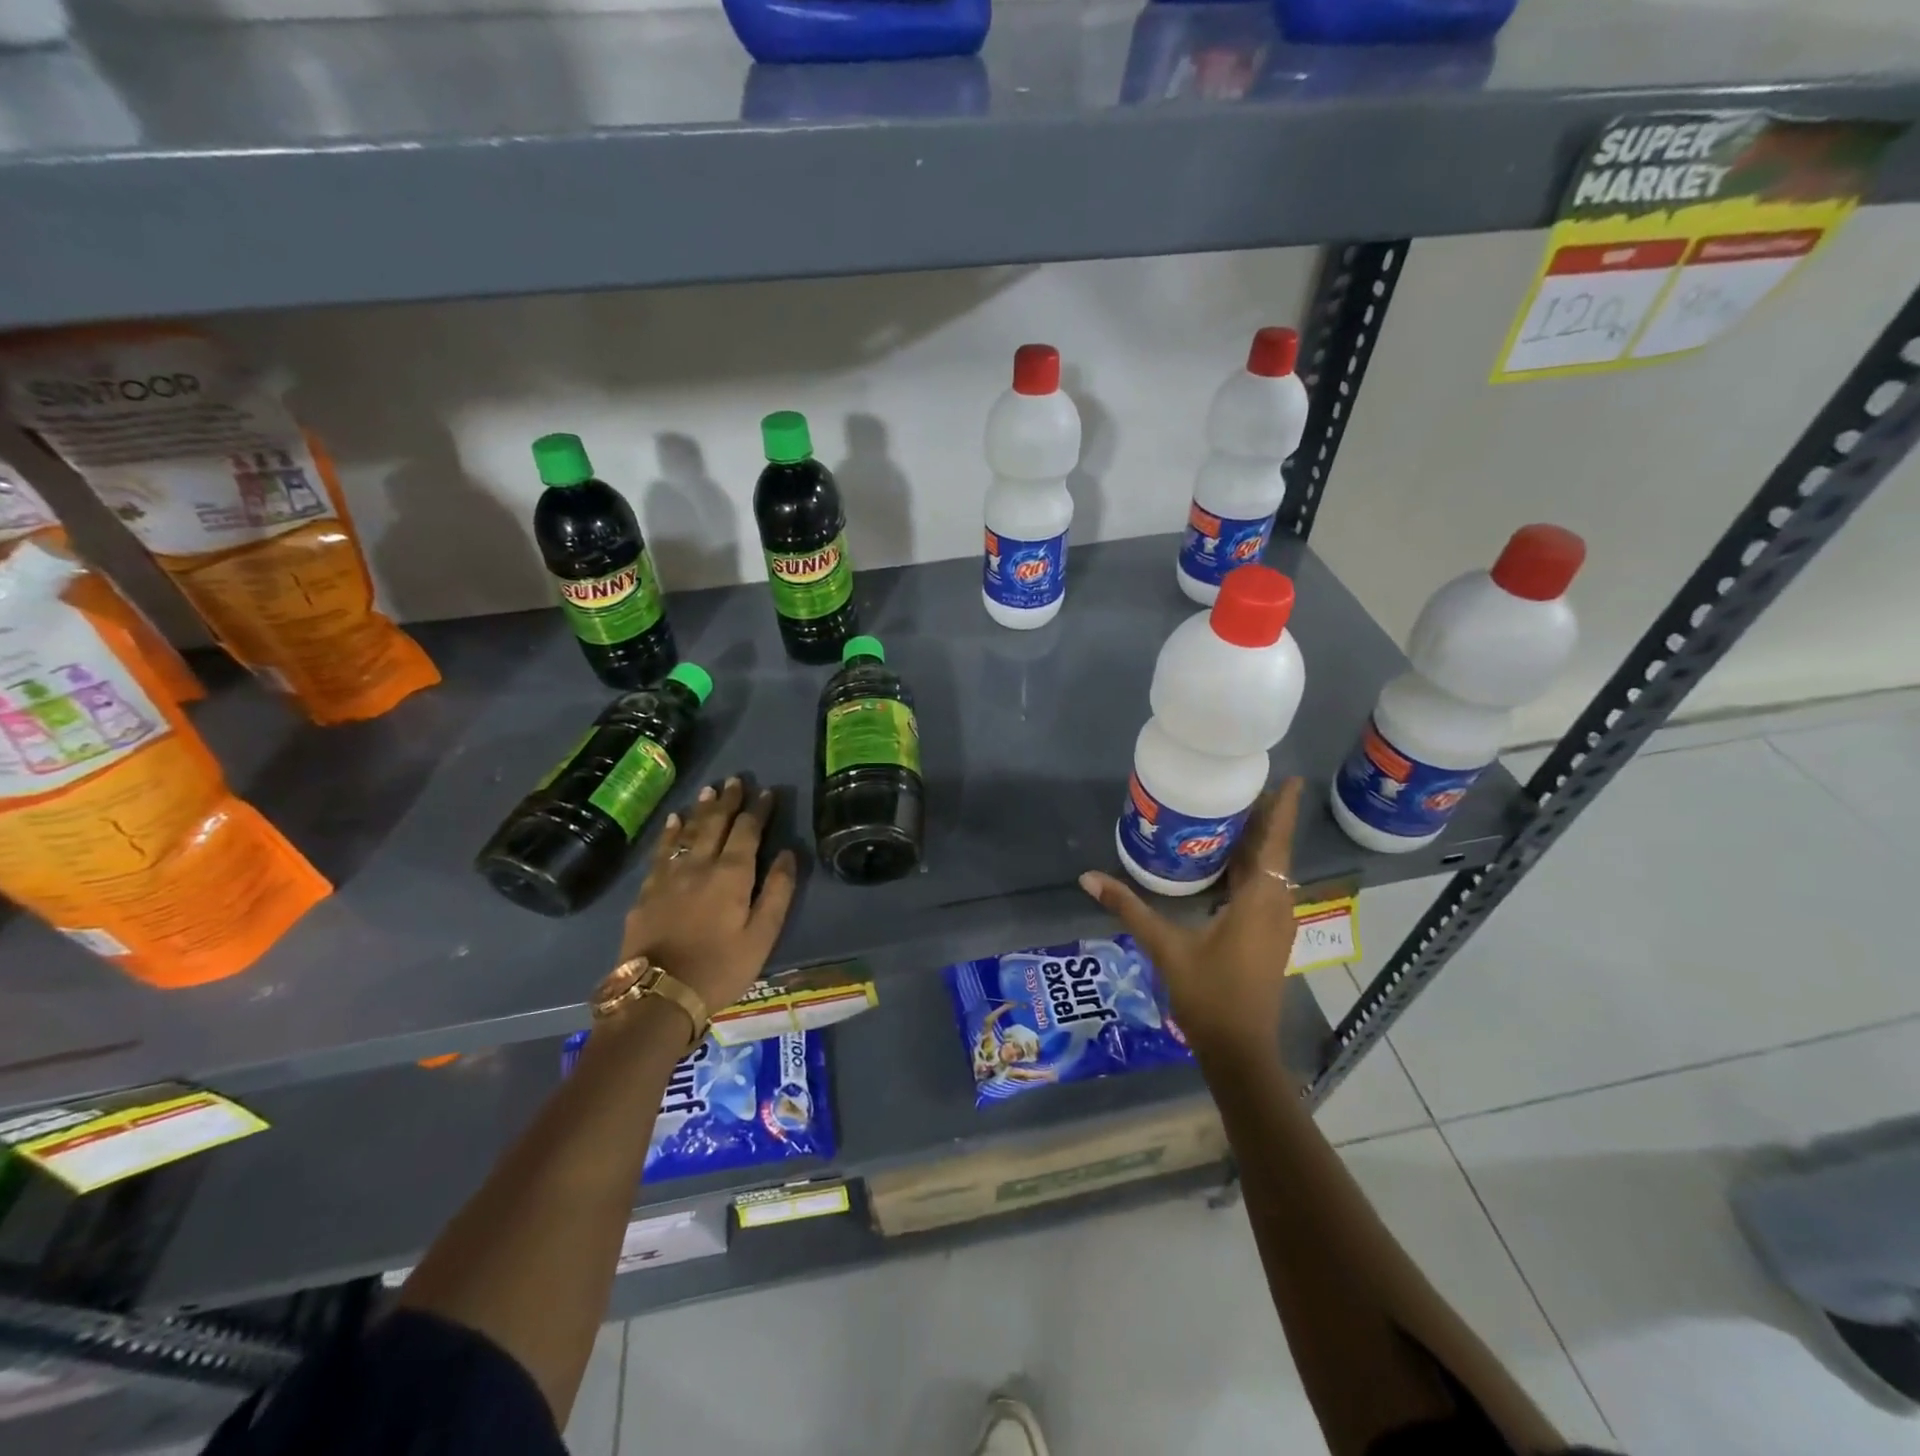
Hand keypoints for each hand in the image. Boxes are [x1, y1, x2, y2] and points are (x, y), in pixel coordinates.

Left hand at [617, 777, 797, 1016]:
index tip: (767, 792)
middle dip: (728, 801)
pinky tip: (673, 821)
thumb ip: (777, 892)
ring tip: (709, 791)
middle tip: (735, 780)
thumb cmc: (720, 969)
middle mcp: (700, 865)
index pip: (748, 832)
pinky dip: (669, 833)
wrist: (658, 995)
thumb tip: (789, 854)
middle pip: (715, 824)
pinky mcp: (647, 891)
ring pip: (687, 832)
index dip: (758, 810)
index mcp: (731, 875)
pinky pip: (661, 851)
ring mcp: (669, 876)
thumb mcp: (762, 936)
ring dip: (700, 810)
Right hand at [1079, 778, 1303, 1059]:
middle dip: (1262, 819)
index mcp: (1259, 900)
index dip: (1281, 810)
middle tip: (1240, 786)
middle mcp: (1276, 905)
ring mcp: (1276, 924)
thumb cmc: (1209, 994)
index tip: (1288, 778)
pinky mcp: (1269, 937)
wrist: (1240, 1050)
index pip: (1274, 843)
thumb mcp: (1165, 947)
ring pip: (1270, 872)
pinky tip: (1224, 864)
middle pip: (1273, 852)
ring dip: (1256, 844)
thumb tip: (1087, 877)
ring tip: (1231, 815)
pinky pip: (1264, 889)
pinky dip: (1250, 869)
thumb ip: (1128, 908)